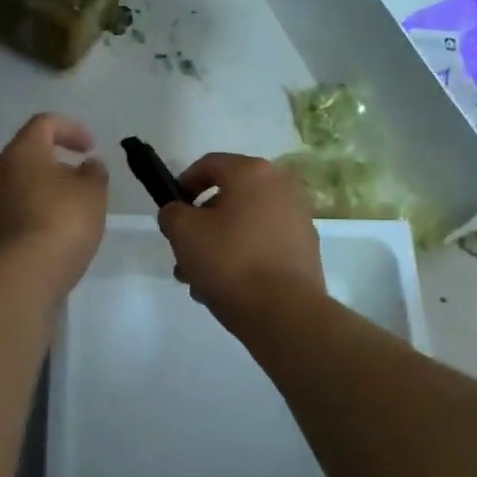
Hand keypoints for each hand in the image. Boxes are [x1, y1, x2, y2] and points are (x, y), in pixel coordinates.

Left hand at [0, 113, 108, 296]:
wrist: (16, 280)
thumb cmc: (60, 224)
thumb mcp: (92, 194)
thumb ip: (93, 174)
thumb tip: (88, 165)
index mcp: (20, 153)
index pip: (43, 124)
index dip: (70, 129)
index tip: (90, 149)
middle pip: (24, 158)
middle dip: (53, 167)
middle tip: (78, 187)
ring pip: (13, 190)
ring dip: (38, 196)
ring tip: (63, 218)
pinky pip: (6, 219)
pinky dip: (26, 222)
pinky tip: (44, 243)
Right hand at [157, 153, 323, 321]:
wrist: (284, 312)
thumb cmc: (230, 262)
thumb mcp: (183, 232)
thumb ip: (172, 213)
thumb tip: (179, 213)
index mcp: (252, 173)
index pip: (208, 164)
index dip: (182, 185)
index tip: (172, 212)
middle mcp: (281, 187)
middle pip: (228, 197)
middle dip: (200, 224)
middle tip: (183, 253)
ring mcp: (298, 219)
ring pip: (244, 224)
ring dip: (218, 245)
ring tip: (200, 280)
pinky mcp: (305, 249)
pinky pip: (263, 244)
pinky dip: (244, 257)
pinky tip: (227, 287)